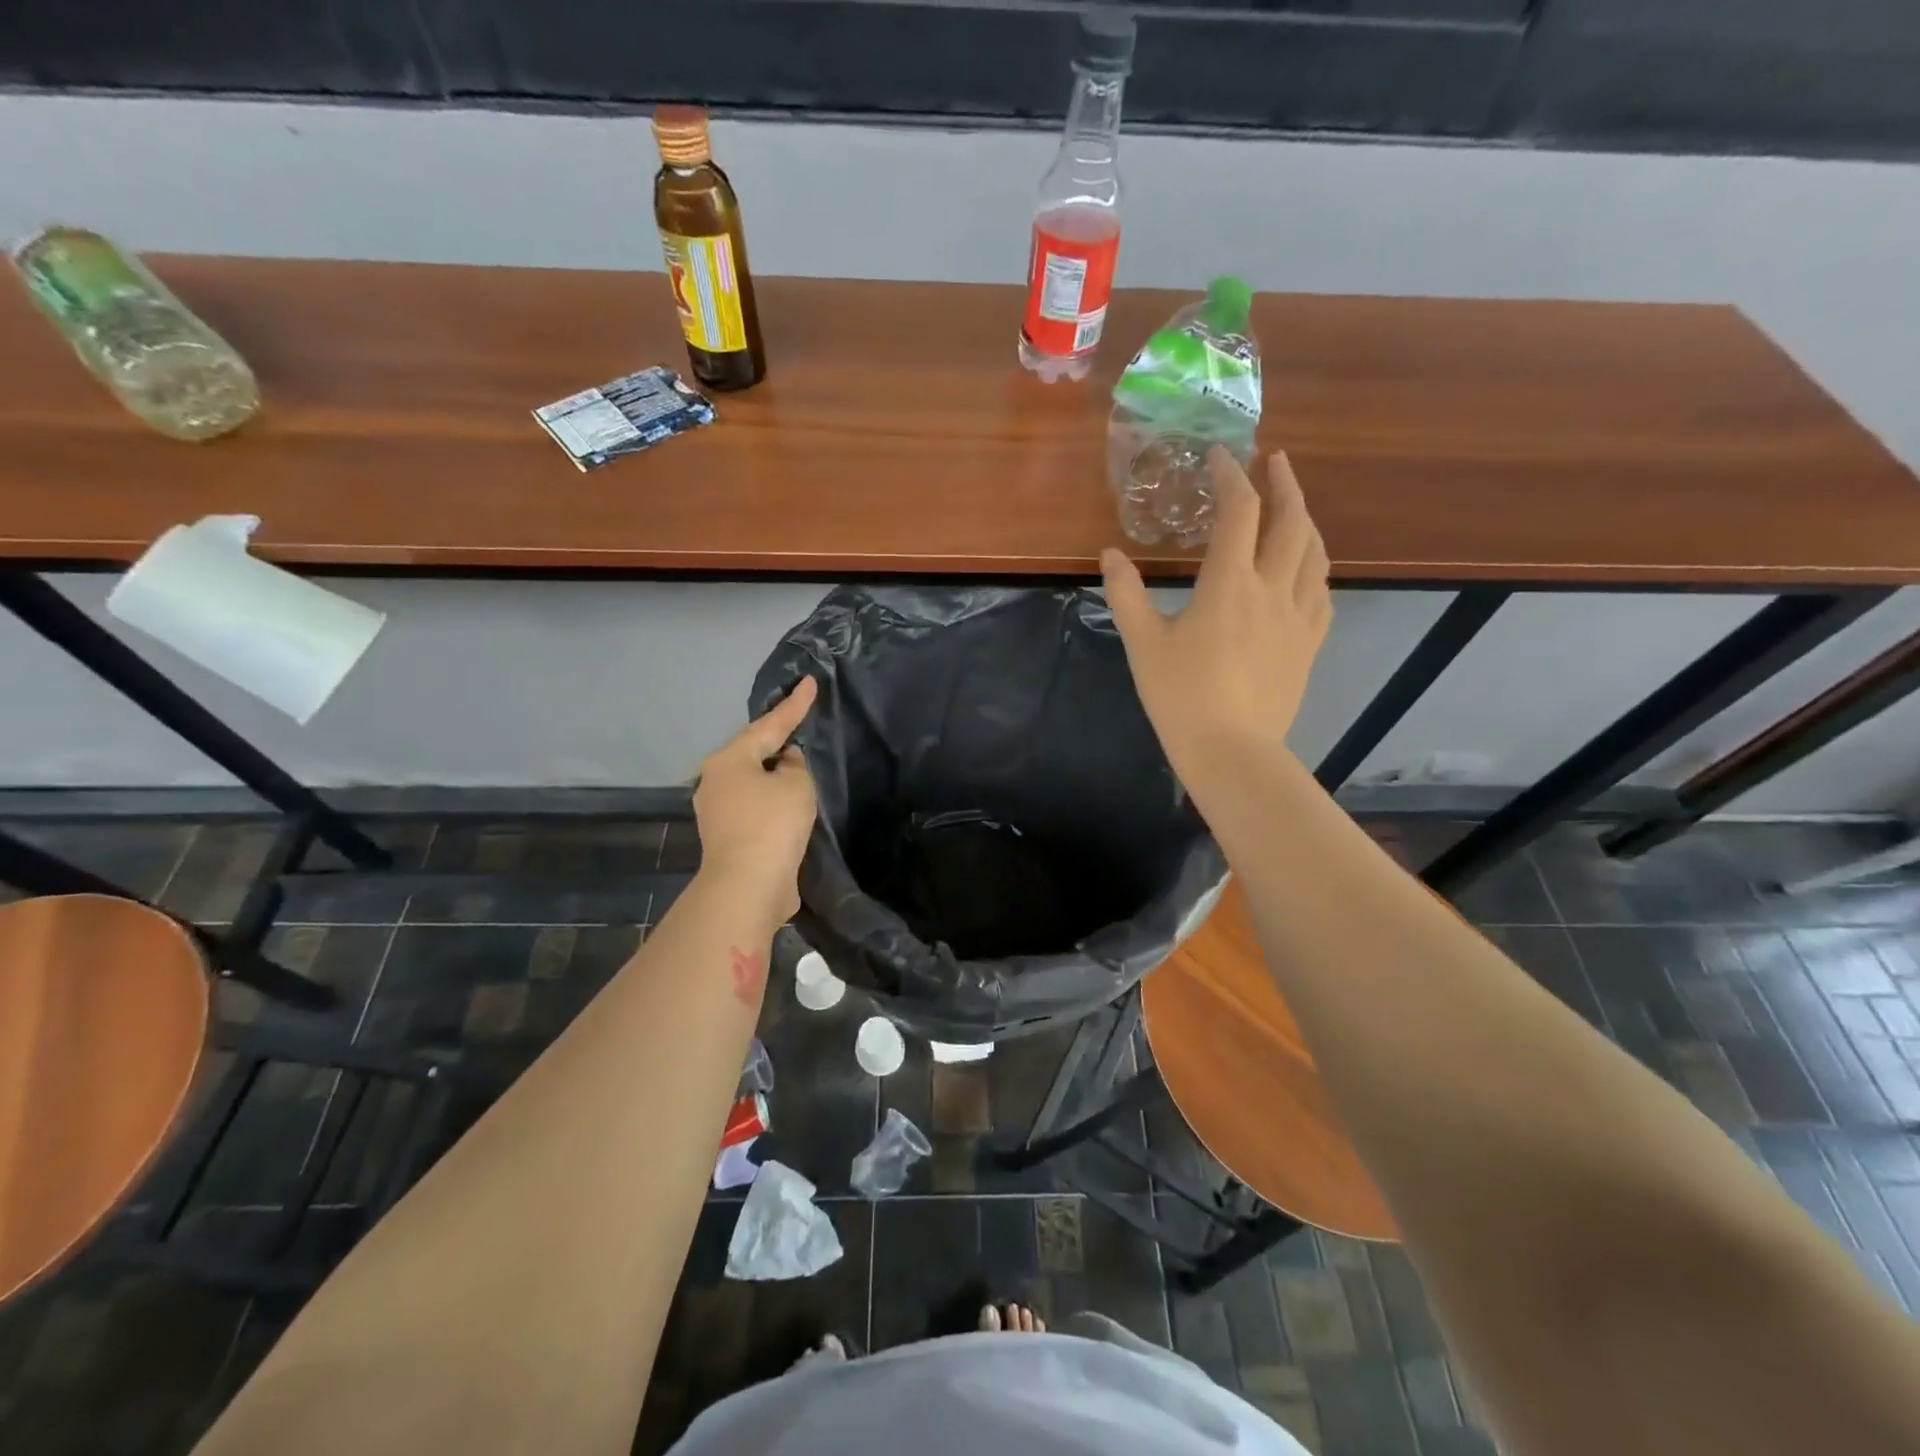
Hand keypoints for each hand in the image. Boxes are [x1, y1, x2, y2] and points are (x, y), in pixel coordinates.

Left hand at [693, 676, 818, 925]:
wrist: (747, 886)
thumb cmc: (772, 824)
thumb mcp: (796, 785)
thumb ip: (795, 766)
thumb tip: (785, 764)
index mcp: (729, 760)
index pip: (769, 725)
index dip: (794, 705)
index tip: (810, 682)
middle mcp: (715, 780)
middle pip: (753, 752)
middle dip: (776, 738)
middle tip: (800, 720)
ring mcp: (717, 811)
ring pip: (752, 781)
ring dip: (774, 773)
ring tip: (798, 762)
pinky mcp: (727, 837)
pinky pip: (754, 806)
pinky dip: (772, 799)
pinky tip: (789, 801)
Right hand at [1101, 448, 1331, 792]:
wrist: (1231, 750)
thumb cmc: (1181, 696)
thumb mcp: (1143, 643)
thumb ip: (1126, 594)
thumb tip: (1109, 555)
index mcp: (1229, 584)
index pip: (1239, 513)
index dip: (1231, 477)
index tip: (1220, 457)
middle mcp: (1271, 590)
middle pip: (1291, 522)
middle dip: (1284, 484)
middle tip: (1275, 462)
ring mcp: (1297, 617)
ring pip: (1315, 554)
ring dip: (1306, 521)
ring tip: (1295, 507)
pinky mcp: (1308, 644)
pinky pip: (1321, 593)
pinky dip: (1315, 568)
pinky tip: (1307, 570)